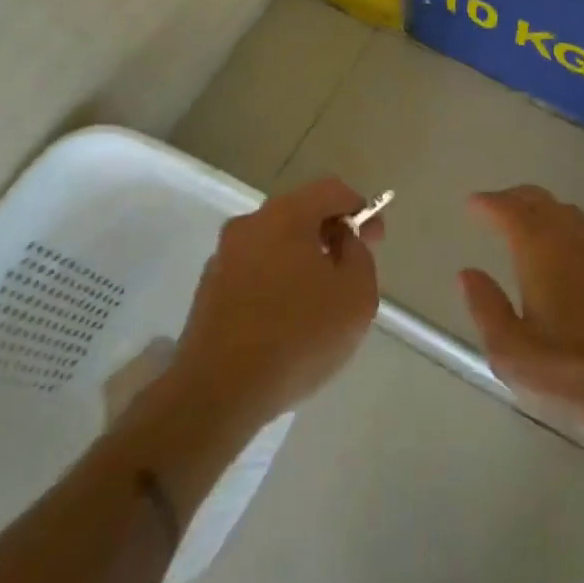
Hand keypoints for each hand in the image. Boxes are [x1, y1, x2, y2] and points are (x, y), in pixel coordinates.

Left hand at [171, 177, 383, 429]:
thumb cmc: (297, 337)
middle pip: (300, 213)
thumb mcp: (356, 295)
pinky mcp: (209, 289)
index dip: (360, 208)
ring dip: (302, 259)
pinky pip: (255, 270)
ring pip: (275, 243)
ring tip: (320, 301)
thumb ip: (359, 256)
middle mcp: (249, 225)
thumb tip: (344, 241)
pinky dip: (277, 282)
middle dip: (330, 234)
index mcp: (285, 216)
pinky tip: (287, 320)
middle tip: (351, 270)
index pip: (331, 190)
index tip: (374, 242)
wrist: (217, 393)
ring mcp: (223, 257)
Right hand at [458, 186, 583, 446]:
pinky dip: (574, 231)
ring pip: (572, 214)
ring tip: (532, 223)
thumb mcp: (513, 353)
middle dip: (516, 198)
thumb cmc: (574, 372)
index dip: (489, 203)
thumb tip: (468, 274)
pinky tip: (574, 253)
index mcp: (540, 251)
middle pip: (542, 201)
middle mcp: (575, 238)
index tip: (474, 204)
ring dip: (547, 211)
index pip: (510, 211)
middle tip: (498, 205)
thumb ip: (486, 308)